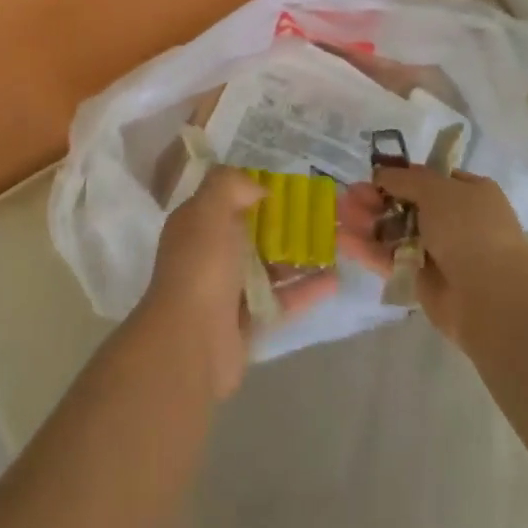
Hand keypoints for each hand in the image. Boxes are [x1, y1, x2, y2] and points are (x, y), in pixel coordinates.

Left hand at [138, 167, 338, 397]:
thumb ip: (230, 185)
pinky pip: (282, 299)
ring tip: (337, 244)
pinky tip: (336, 279)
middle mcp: (210, 254)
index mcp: (196, 224)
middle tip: (324, 214)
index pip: (228, 198)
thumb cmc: (202, 267)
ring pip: (270, 266)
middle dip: (286, 223)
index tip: (294, 185)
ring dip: (300, 256)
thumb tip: (258, 188)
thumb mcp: (209, 210)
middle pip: (253, 232)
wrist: (191, 342)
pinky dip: (307, 289)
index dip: (257, 189)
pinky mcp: (249, 321)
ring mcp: (229, 290)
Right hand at [336, 167, 527, 344]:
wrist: (489, 295)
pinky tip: (343, 240)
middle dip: (377, 199)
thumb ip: (406, 179)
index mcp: (470, 194)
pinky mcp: (421, 280)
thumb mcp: (438, 190)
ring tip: (339, 214)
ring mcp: (438, 252)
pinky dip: (368, 249)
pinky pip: (390, 259)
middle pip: (407, 204)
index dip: (401, 176)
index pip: (431, 179)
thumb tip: (383, 174)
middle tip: (350, 196)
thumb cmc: (469, 230)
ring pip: (395, 232)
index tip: (373, 175)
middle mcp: (456, 220)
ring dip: (368, 222)